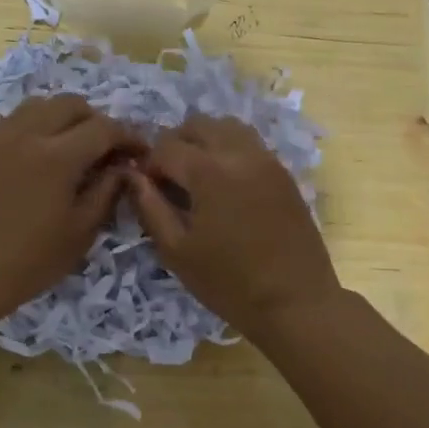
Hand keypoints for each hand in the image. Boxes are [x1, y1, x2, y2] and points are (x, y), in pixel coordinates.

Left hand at [0, 95, 141, 326]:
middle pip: (71, 104)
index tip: (140, 152)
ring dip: (63, 118)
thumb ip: (106, 192)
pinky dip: (33, 127)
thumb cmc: (26, 262)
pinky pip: (12, 121)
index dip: (128, 136)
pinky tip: (34, 155)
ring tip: (70, 146)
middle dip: (96, 120)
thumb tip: (123, 167)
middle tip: (105, 149)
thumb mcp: (79, 233)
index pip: (104, 128)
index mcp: (58, 156)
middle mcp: (27, 133)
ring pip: (38, 105)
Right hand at [127, 115, 340, 338]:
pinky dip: (230, 149)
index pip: (166, 146)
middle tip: (168, 176)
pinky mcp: (284, 173)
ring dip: (205, 140)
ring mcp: (267, 160)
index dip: (148, 163)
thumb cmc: (229, 282)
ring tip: (196, 174)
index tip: (145, 186)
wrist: (295, 302)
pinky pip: (250, 144)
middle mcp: (240, 153)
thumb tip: (133, 176)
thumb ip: (150, 207)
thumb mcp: (177, 250)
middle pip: (199, 125)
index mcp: (209, 171)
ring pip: (228, 127)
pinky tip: (224, 183)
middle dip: (176, 143)